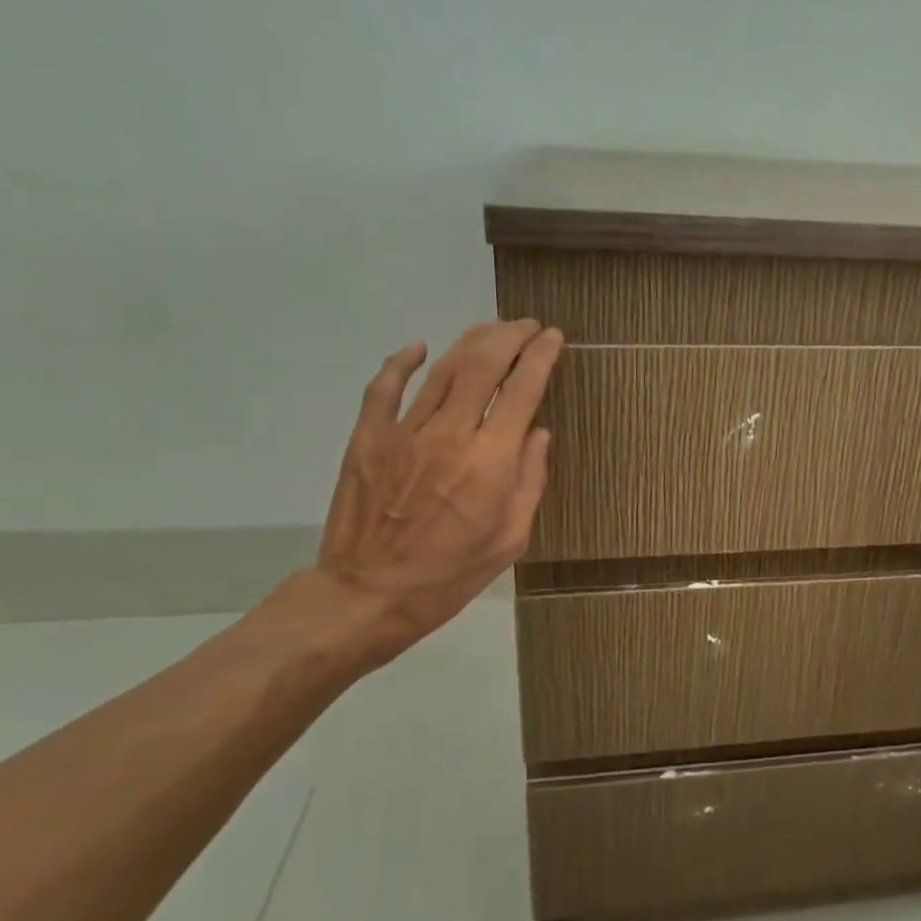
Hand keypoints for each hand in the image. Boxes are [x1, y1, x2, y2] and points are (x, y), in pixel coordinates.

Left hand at [309, 319, 562, 668]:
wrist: (369, 595)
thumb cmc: (451, 574)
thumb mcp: (511, 538)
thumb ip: (530, 480)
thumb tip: (538, 432)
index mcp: (491, 461)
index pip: (523, 388)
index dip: (542, 355)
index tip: (553, 338)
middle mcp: (450, 434)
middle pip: (483, 363)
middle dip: (510, 336)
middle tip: (526, 326)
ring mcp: (403, 432)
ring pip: (442, 368)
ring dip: (471, 341)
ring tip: (491, 330)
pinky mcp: (366, 438)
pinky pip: (384, 387)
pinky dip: (402, 361)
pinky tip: (419, 348)